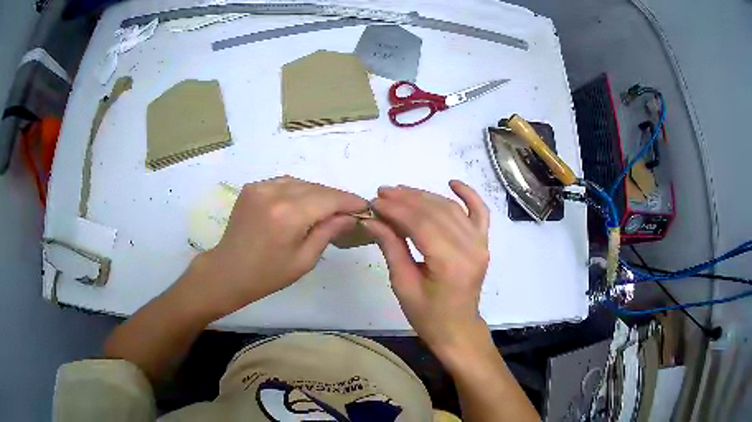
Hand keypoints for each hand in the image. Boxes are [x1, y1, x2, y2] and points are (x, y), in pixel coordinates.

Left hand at [179, 176, 367, 316]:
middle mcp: (274, 193)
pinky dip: (297, 191)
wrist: (228, 271)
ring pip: (300, 183)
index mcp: (289, 215)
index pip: (329, 199)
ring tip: (327, 208)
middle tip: (348, 210)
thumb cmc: (267, 275)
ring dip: (316, 193)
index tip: (364, 206)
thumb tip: (349, 216)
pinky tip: (301, 204)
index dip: (349, 201)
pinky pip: (283, 183)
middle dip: (335, 198)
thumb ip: (328, 232)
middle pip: (316, 188)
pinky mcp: (252, 188)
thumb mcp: (304, 260)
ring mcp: (260, 187)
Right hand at [364, 180, 490, 361]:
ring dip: (425, 196)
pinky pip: (480, 212)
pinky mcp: (483, 243)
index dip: (395, 209)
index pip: (420, 224)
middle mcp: (470, 248)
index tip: (374, 201)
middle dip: (406, 199)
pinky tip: (453, 182)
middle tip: (382, 193)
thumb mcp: (403, 284)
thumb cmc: (427, 315)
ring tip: (400, 191)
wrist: (457, 328)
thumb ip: (391, 247)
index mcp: (449, 263)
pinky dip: (468, 194)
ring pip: (451, 209)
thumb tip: (372, 219)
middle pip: (435, 212)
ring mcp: (480, 244)